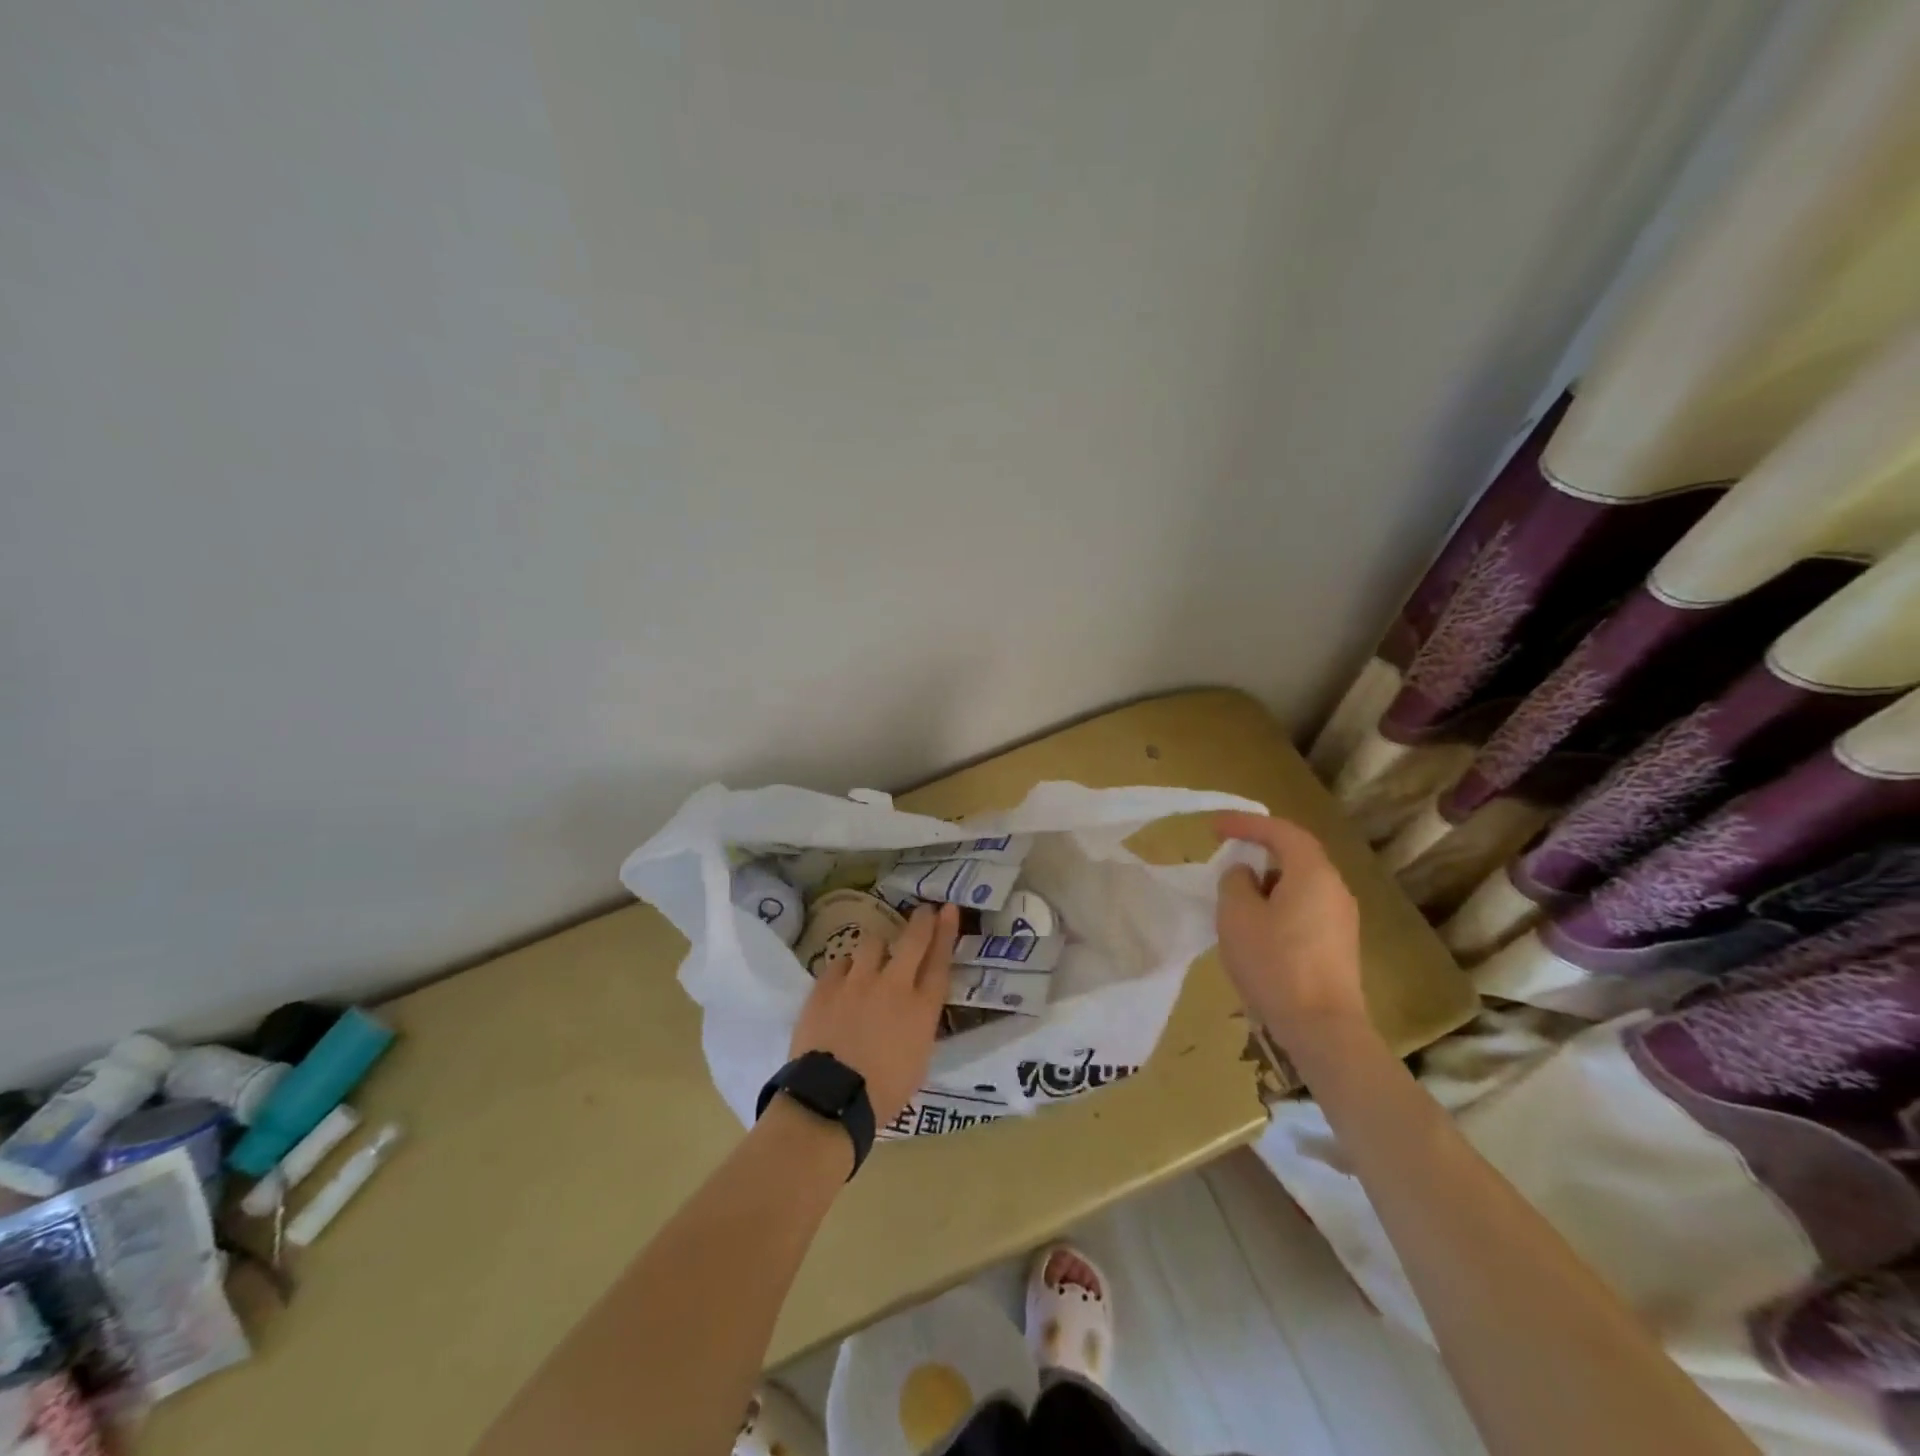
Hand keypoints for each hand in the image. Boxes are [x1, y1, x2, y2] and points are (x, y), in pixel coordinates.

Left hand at [789, 902, 957, 1128]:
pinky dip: (846, 968)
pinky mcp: (825, 986)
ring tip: (873, 958)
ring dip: (877, 948)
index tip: (948, 909)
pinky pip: (840, 963)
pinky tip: (844, 979)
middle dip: (921, 921)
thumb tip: (915, 1009)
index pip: (939, 960)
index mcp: (921, 1008)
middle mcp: (893, 985)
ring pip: (872, 943)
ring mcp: (856, 981)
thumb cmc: (883, 1093)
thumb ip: (919, 1025)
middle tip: (924, 911)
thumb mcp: (918, 1060)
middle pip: (912, 940)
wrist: (830, 1099)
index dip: (946, 932)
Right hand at [1212, 812, 1365, 1050]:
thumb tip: (1246, 875)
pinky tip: (1257, 926)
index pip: (1280, 831)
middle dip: (1259, 849)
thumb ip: (1235, 882)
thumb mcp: (1236, 915)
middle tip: (1226, 853)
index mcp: (1313, 873)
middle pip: (1296, 855)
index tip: (1213, 826)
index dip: (1245, 823)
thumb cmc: (1274, 963)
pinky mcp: (1338, 945)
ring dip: (1267, 880)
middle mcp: (1335, 888)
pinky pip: (1305, 907)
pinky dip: (1279, 904)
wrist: (1322, 1029)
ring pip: (1300, 883)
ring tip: (1235, 895)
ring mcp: (1342, 919)